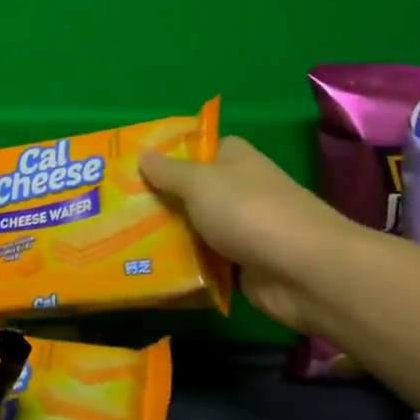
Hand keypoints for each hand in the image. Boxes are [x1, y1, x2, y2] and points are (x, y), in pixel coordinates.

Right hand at [140, 137, 356, 331]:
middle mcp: (239, 189)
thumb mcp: (199, 183)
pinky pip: (205, 263)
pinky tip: (150, 271)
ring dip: (167, 238)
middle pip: (190, 191)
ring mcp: (243, 229)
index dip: (165, 156)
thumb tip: (142, 153)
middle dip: (158, 200)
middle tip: (114, 209)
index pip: (195, 148)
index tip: (129, 167)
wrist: (305, 271)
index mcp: (233, 159)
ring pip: (195, 229)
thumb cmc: (249, 212)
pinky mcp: (244, 266)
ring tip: (121, 242)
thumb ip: (168, 171)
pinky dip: (185, 267)